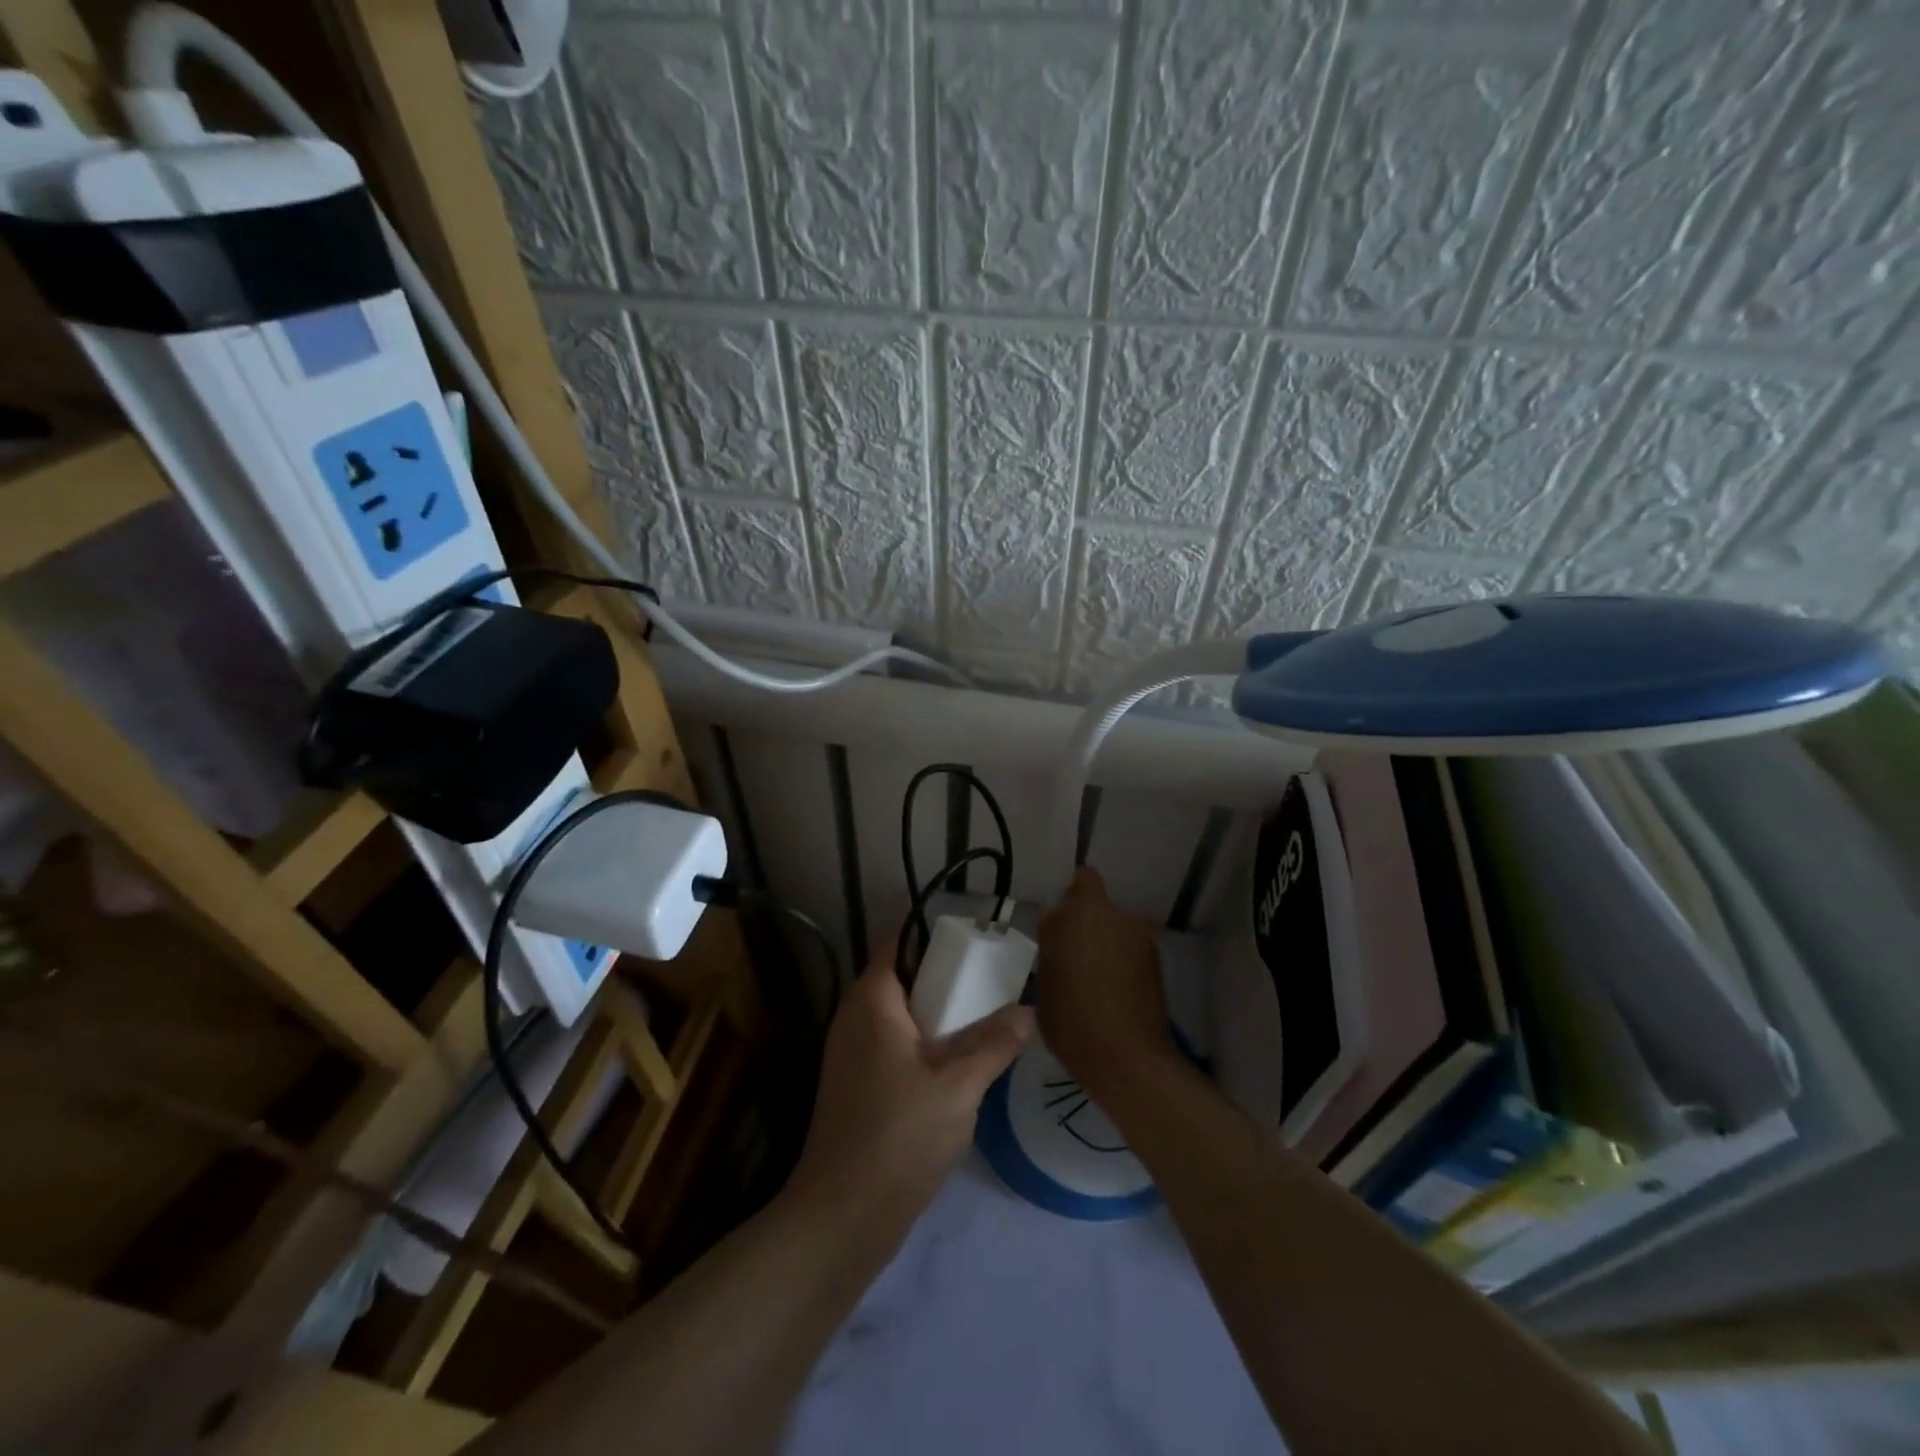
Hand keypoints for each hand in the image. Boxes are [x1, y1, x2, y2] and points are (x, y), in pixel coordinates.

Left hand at [785, 940, 1033, 1237]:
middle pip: (904, 978)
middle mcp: (855, 1018)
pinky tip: (961, 1067)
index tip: (980, 940)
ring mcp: (853, 1055)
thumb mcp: (958, 1085)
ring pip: (902, 1017)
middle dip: (948, 979)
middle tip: (995, 982)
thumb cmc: (898, 1135)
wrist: (843, 1217)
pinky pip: (896, 1046)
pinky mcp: (858, 1087)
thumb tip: (1027, 1010)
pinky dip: (927, 1045)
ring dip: (941, 1017)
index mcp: (871, 1000)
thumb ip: (995, 1042)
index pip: (900, 943)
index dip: (937, 936)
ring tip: (987, 1021)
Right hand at [1037, 867, 1174, 1099]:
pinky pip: (1129, 948)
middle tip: (1071, 954)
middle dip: (1085, 921)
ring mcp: (1138, 936)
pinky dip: (1121, 960)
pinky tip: (1113, 990)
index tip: (1057, 927)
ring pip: (1115, 926)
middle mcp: (1112, 914)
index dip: (1068, 900)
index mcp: (1078, 913)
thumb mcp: (1044, 982)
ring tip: (1093, 977)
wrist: (1126, 1058)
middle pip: (1096, 902)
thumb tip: (1061, 939)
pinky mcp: (1155, 960)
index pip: (1080, 880)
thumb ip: (1053, 948)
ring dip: (1105, 940)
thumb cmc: (1071, 1020)